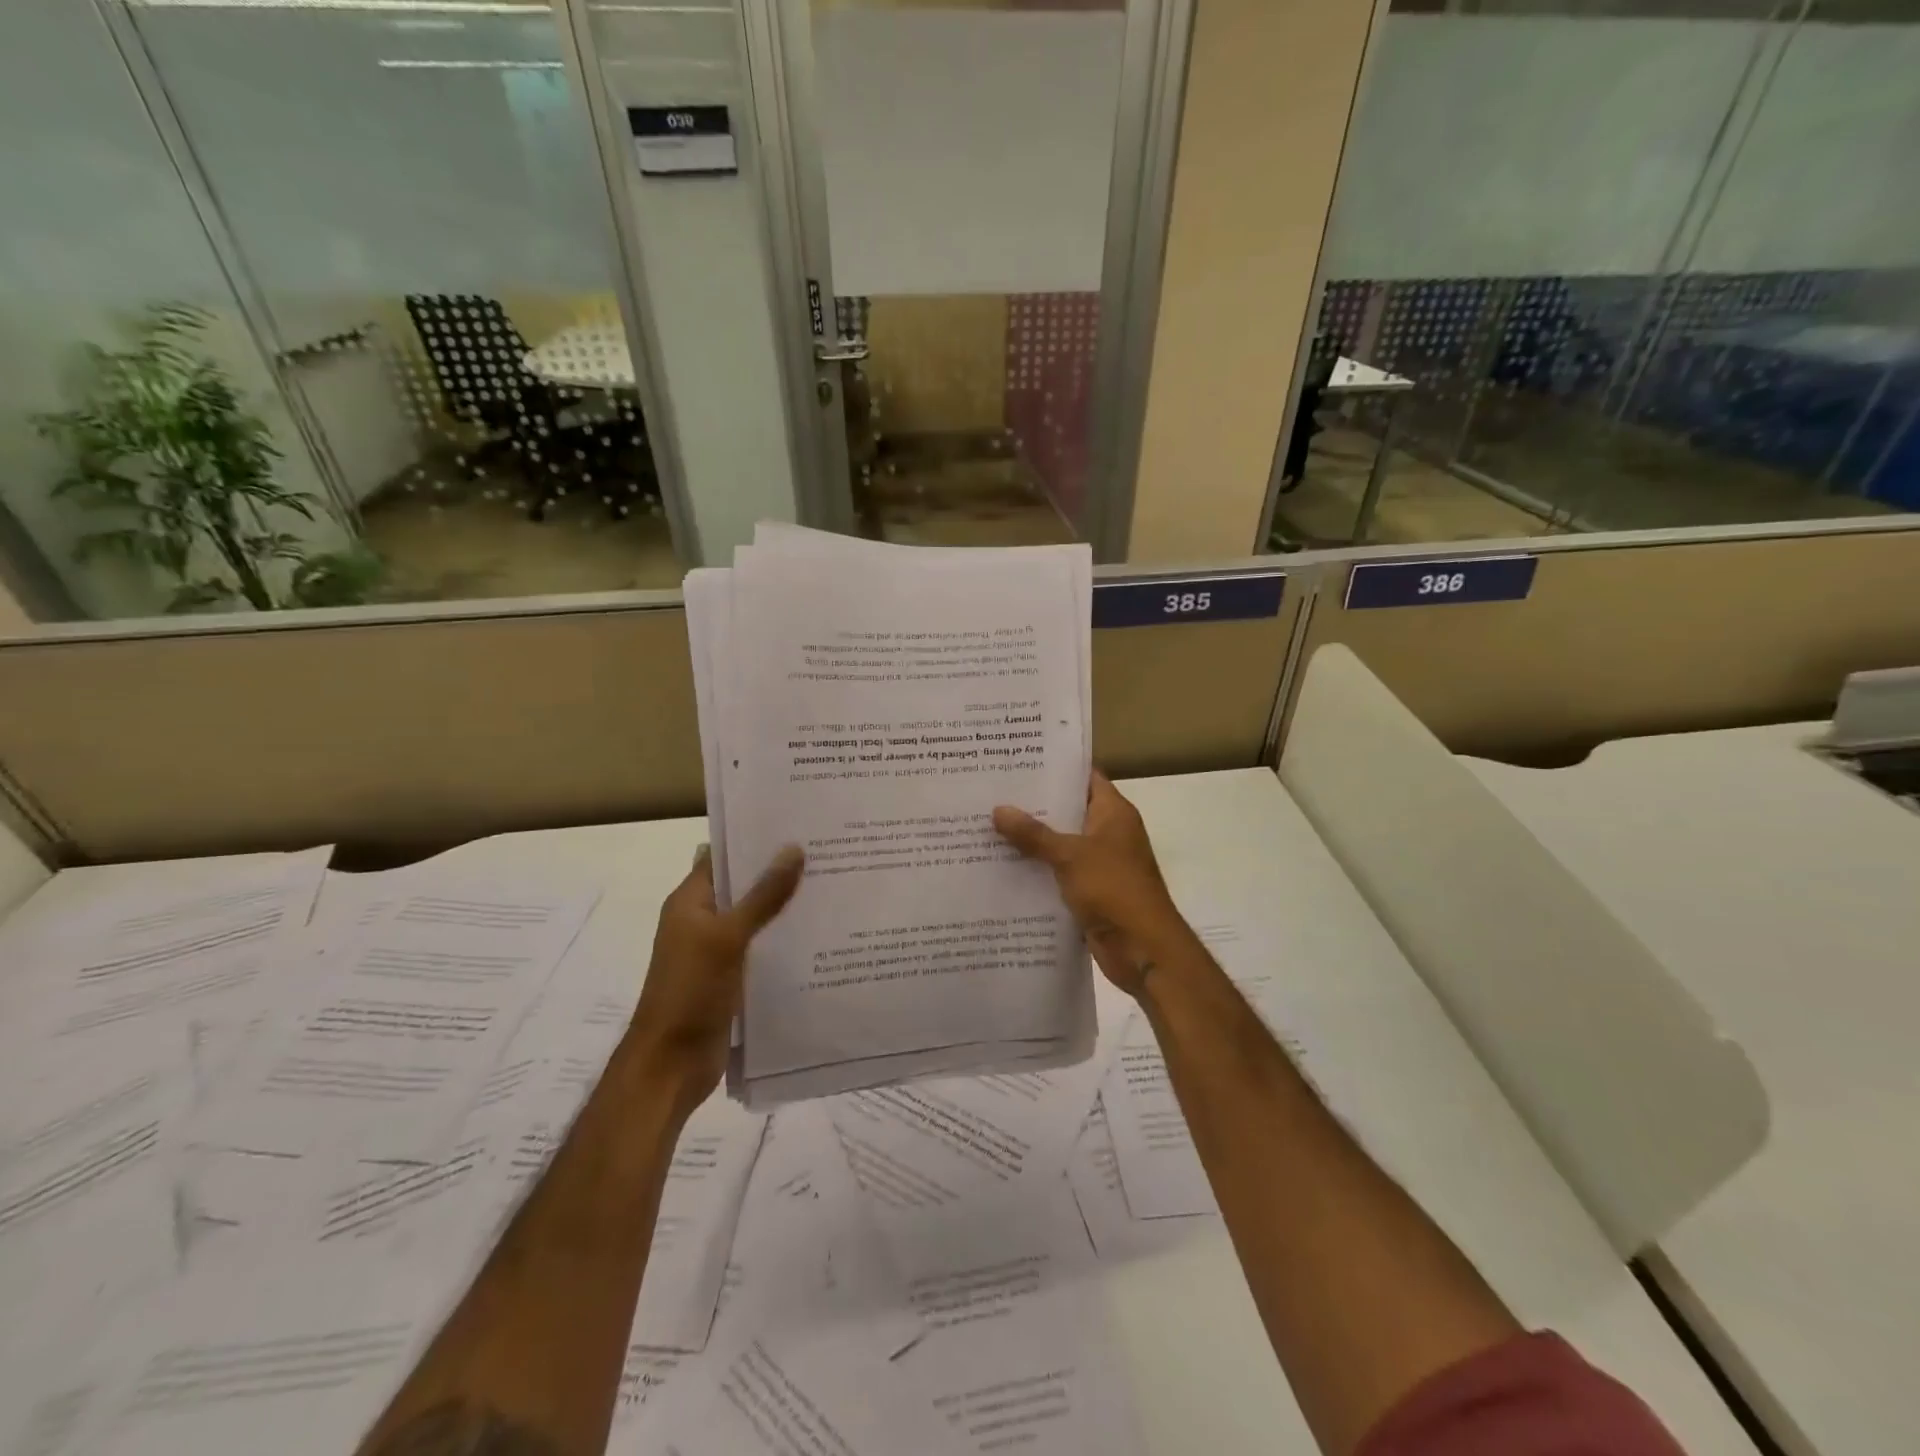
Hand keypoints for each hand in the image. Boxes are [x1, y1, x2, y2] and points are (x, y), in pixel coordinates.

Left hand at [629, 844, 804, 1108]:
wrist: (670, 1066)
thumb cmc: (690, 992)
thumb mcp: (727, 938)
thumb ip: (762, 896)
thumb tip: (793, 849)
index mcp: (690, 902)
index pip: (723, 857)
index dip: (755, 839)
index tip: (797, 826)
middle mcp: (702, 921)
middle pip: (743, 887)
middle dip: (779, 872)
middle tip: (828, 853)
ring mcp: (717, 952)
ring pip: (757, 919)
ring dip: (786, 907)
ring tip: (834, 887)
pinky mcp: (732, 979)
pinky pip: (762, 950)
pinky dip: (785, 940)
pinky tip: (821, 936)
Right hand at [992, 772, 1189, 996]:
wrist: (1143, 949)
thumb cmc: (1114, 889)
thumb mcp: (1070, 855)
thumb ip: (1033, 834)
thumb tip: (998, 809)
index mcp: (1113, 813)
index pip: (1084, 778)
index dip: (1055, 768)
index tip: (1017, 761)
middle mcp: (1108, 833)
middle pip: (1067, 811)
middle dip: (1032, 805)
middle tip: (991, 792)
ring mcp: (1098, 864)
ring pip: (1058, 844)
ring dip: (1030, 840)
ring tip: (986, 825)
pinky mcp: (1088, 892)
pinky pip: (1057, 874)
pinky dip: (1035, 870)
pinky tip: (1000, 865)